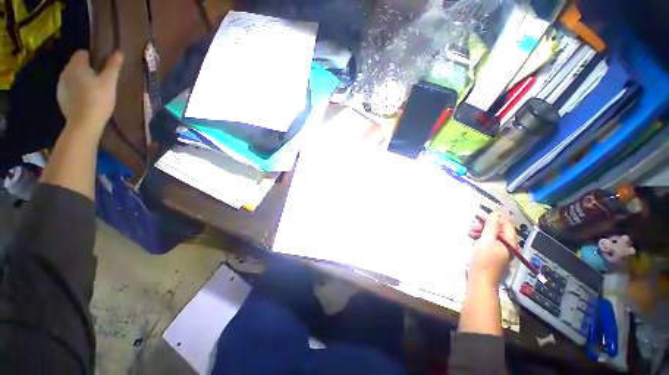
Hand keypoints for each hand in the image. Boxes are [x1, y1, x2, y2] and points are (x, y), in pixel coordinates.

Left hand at [57, 50, 122, 137]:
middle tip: (100, 80)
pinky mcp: (61, 98)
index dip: (93, 58)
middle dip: (87, 69)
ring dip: (81, 80)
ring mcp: (61, 86)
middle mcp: (65, 72)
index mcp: (76, 66)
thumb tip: (118, 52)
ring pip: (72, 77)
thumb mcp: (109, 82)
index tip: (102, 67)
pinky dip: (76, 91)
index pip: (82, 53)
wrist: (84, 124)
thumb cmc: (98, 100)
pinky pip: (69, 88)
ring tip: (94, 91)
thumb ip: (113, 66)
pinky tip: (85, 100)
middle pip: (76, 65)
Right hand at [467, 212, 515, 288]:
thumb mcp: (486, 240)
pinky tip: (472, 239)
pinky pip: (486, 243)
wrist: (479, 281)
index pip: (506, 225)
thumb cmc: (484, 260)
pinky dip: (479, 238)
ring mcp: (499, 252)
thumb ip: (491, 226)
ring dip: (480, 231)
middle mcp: (506, 246)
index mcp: (509, 243)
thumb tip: (495, 214)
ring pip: (491, 236)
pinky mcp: (490, 256)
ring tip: (470, 233)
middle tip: (472, 226)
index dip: (493, 218)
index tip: (479, 216)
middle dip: (485, 226)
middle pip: (498, 230)